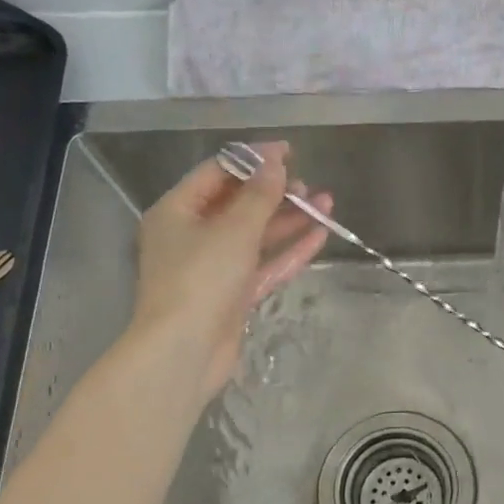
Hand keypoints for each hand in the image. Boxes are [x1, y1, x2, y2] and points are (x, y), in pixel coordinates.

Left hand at [127, 142, 329, 404]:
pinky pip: (263, 265)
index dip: (253, 159)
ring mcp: (213, 267)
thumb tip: (275, 162)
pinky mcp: (232, 295)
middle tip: (308, 185)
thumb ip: (259, 195)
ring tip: (326, 204)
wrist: (184, 351)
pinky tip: (319, 236)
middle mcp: (192, 235)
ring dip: (288, 220)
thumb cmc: (201, 279)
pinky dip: (288, 251)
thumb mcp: (234, 229)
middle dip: (275, 193)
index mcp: (177, 211)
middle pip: (238, 204)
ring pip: (256, 236)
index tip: (289, 152)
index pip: (217, 173)